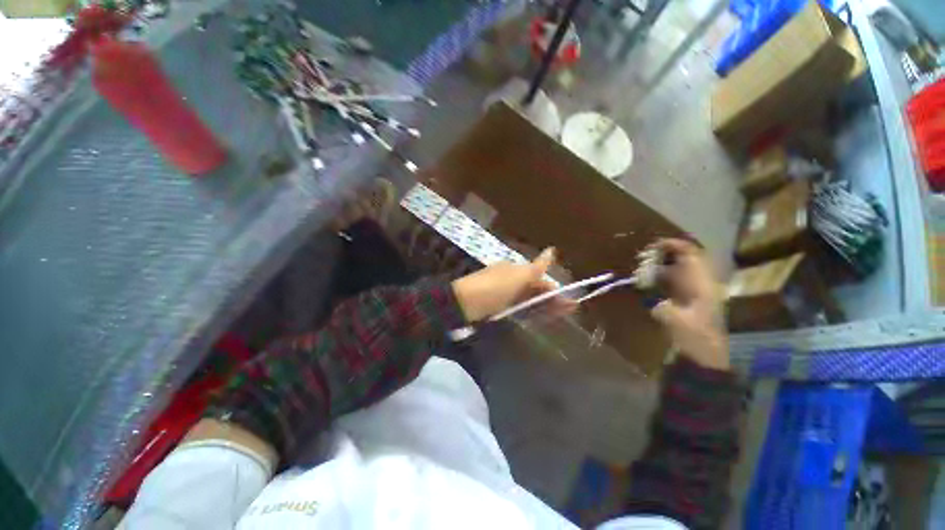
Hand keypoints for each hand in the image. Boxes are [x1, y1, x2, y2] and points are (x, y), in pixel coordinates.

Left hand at [452, 248, 576, 321]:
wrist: (465, 304)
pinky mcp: (497, 308)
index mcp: (514, 269)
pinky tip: (538, 319)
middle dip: (551, 299)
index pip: (539, 278)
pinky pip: (518, 308)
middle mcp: (510, 280)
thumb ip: (536, 267)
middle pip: (534, 290)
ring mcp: (503, 295)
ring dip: (543, 307)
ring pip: (528, 300)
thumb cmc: (494, 287)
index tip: (569, 301)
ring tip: (558, 317)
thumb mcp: (517, 276)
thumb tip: (552, 250)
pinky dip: (529, 312)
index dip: (553, 289)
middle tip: (568, 311)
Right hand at [649, 239, 729, 370]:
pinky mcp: (688, 300)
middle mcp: (701, 283)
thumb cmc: (694, 338)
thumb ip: (661, 306)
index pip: (692, 255)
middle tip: (644, 254)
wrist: (705, 357)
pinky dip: (662, 276)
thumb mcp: (676, 322)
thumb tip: (648, 295)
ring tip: (643, 264)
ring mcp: (695, 292)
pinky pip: (675, 280)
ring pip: (680, 269)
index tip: (653, 244)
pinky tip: (649, 280)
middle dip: (666, 253)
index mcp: (702, 285)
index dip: (675, 245)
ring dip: (663, 264)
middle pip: (686, 259)